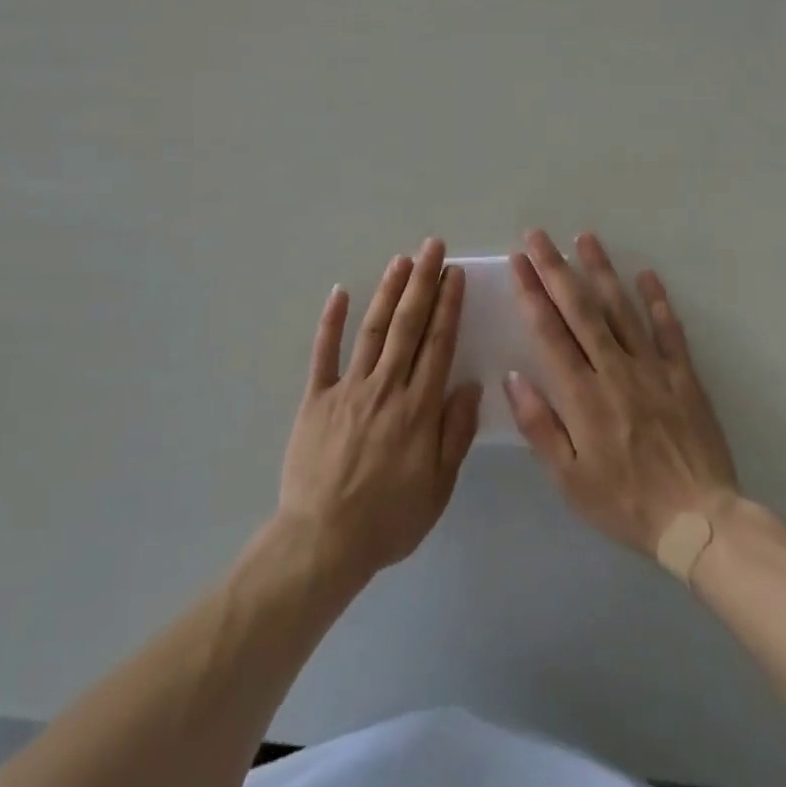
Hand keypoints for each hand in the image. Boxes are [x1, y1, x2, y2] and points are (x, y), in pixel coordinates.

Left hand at [276, 239, 482, 586]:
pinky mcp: (316, 396)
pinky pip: (323, 352)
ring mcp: (348, 388)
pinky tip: (340, 292)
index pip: (438, 345)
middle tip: (432, 247)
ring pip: (372, 329)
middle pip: (408, 326)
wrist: (324, 539)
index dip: (447, 306)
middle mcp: (385, 388)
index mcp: (418, 410)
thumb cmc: (388, 519)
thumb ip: (455, 434)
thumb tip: (469, 385)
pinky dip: (331, 320)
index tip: (454, 275)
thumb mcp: (438, 487)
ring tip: (401, 260)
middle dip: (422, 282)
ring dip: (388, 292)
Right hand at [504, 230, 738, 559]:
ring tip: (584, 238)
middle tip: (538, 235)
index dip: (531, 292)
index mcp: (582, 395)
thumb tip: (513, 377)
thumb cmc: (625, 503)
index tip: (517, 260)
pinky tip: (647, 275)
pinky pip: (670, 332)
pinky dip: (659, 302)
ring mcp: (653, 370)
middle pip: (580, 309)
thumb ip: (539, 426)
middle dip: (556, 268)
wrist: (701, 525)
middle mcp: (614, 371)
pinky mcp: (684, 378)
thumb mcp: (569, 479)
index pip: (549, 331)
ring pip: (622, 309)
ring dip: (601, 271)